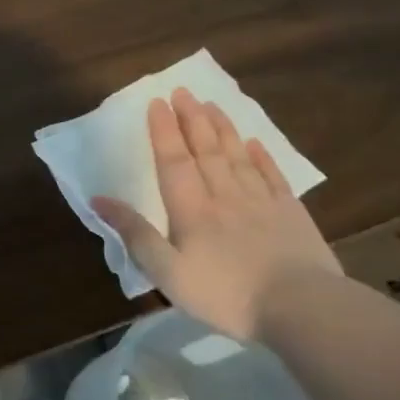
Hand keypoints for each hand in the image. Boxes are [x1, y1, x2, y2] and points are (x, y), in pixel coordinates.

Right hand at [91, 89, 337, 341]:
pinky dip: (261, 156)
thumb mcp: (167, 273)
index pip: (174, 161)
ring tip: (211, 105)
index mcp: (191, 210)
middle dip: (192, 119)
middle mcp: (224, 196)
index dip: (164, 131)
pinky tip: (254, 143)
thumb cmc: (226, 294)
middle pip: (206, 150)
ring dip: (222, 128)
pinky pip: (272, 176)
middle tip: (183, 91)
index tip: (157, 103)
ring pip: (237, 156)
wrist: (301, 308)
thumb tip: (99, 200)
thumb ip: (135, 234)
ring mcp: (261, 202)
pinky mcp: (291, 214)